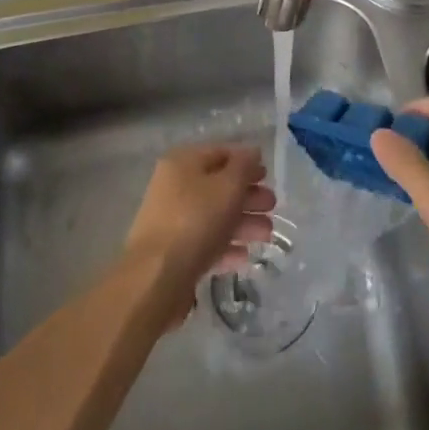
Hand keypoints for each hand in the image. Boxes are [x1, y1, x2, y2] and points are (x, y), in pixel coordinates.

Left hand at [123, 145, 276, 316]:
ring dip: (243, 222)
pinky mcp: (174, 252)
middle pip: (219, 186)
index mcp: (183, 163)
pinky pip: (206, 242)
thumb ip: (244, 166)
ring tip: (267, 235)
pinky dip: (226, 246)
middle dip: (249, 195)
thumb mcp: (227, 186)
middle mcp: (175, 187)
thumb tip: (253, 152)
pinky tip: (245, 257)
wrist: (156, 278)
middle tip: (272, 207)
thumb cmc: (195, 221)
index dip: (247, 162)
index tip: (268, 176)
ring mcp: (173, 221)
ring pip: (215, 215)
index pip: (221, 153)